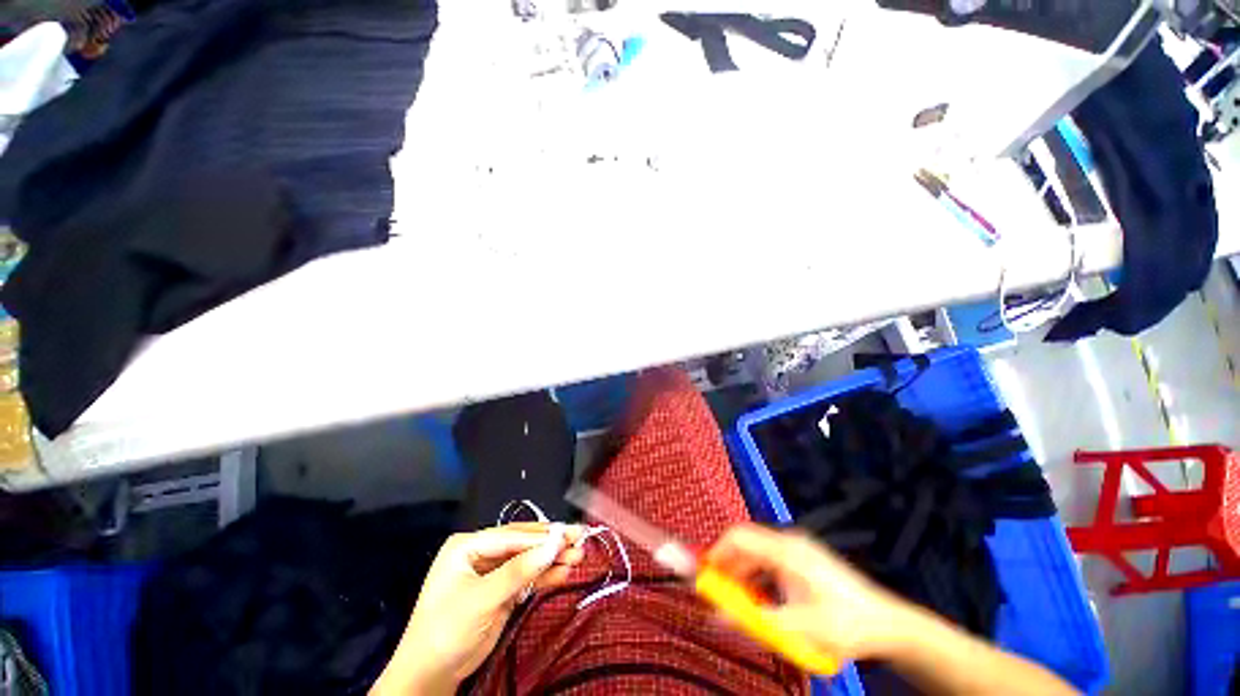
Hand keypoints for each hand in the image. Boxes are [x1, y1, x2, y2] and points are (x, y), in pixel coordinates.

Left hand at [372, 523, 584, 694]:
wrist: (430, 677)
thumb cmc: (447, 631)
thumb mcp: (483, 599)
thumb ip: (519, 571)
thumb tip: (554, 544)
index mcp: (468, 545)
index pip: (511, 535)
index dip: (541, 536)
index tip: (569, 534)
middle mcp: (481, 553)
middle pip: (522, 543)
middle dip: (550, 543)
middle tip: (580, 539)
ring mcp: (492, 571)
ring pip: (528, 559)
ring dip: (552, 558)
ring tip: (578, 556)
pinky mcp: (501, 590)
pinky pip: (527, 577)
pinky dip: (545, 575)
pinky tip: (564, 571)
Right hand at [704, 523, 916, 661]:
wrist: (889, 625)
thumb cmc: (845, 625)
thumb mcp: (800, 629)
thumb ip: (756, 621)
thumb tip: (717, 616)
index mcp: (786, 550)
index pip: (739, 537)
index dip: (717, 552)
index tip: (704, 575)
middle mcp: (789, 543)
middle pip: (746, 545)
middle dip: (729, 568)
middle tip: (720, 596)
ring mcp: (798, 550)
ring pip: (758, 555)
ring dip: (744, 576)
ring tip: (743, 604)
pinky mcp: (804, 560)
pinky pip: (771, 563)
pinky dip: (760, 579)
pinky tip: (765, 601)